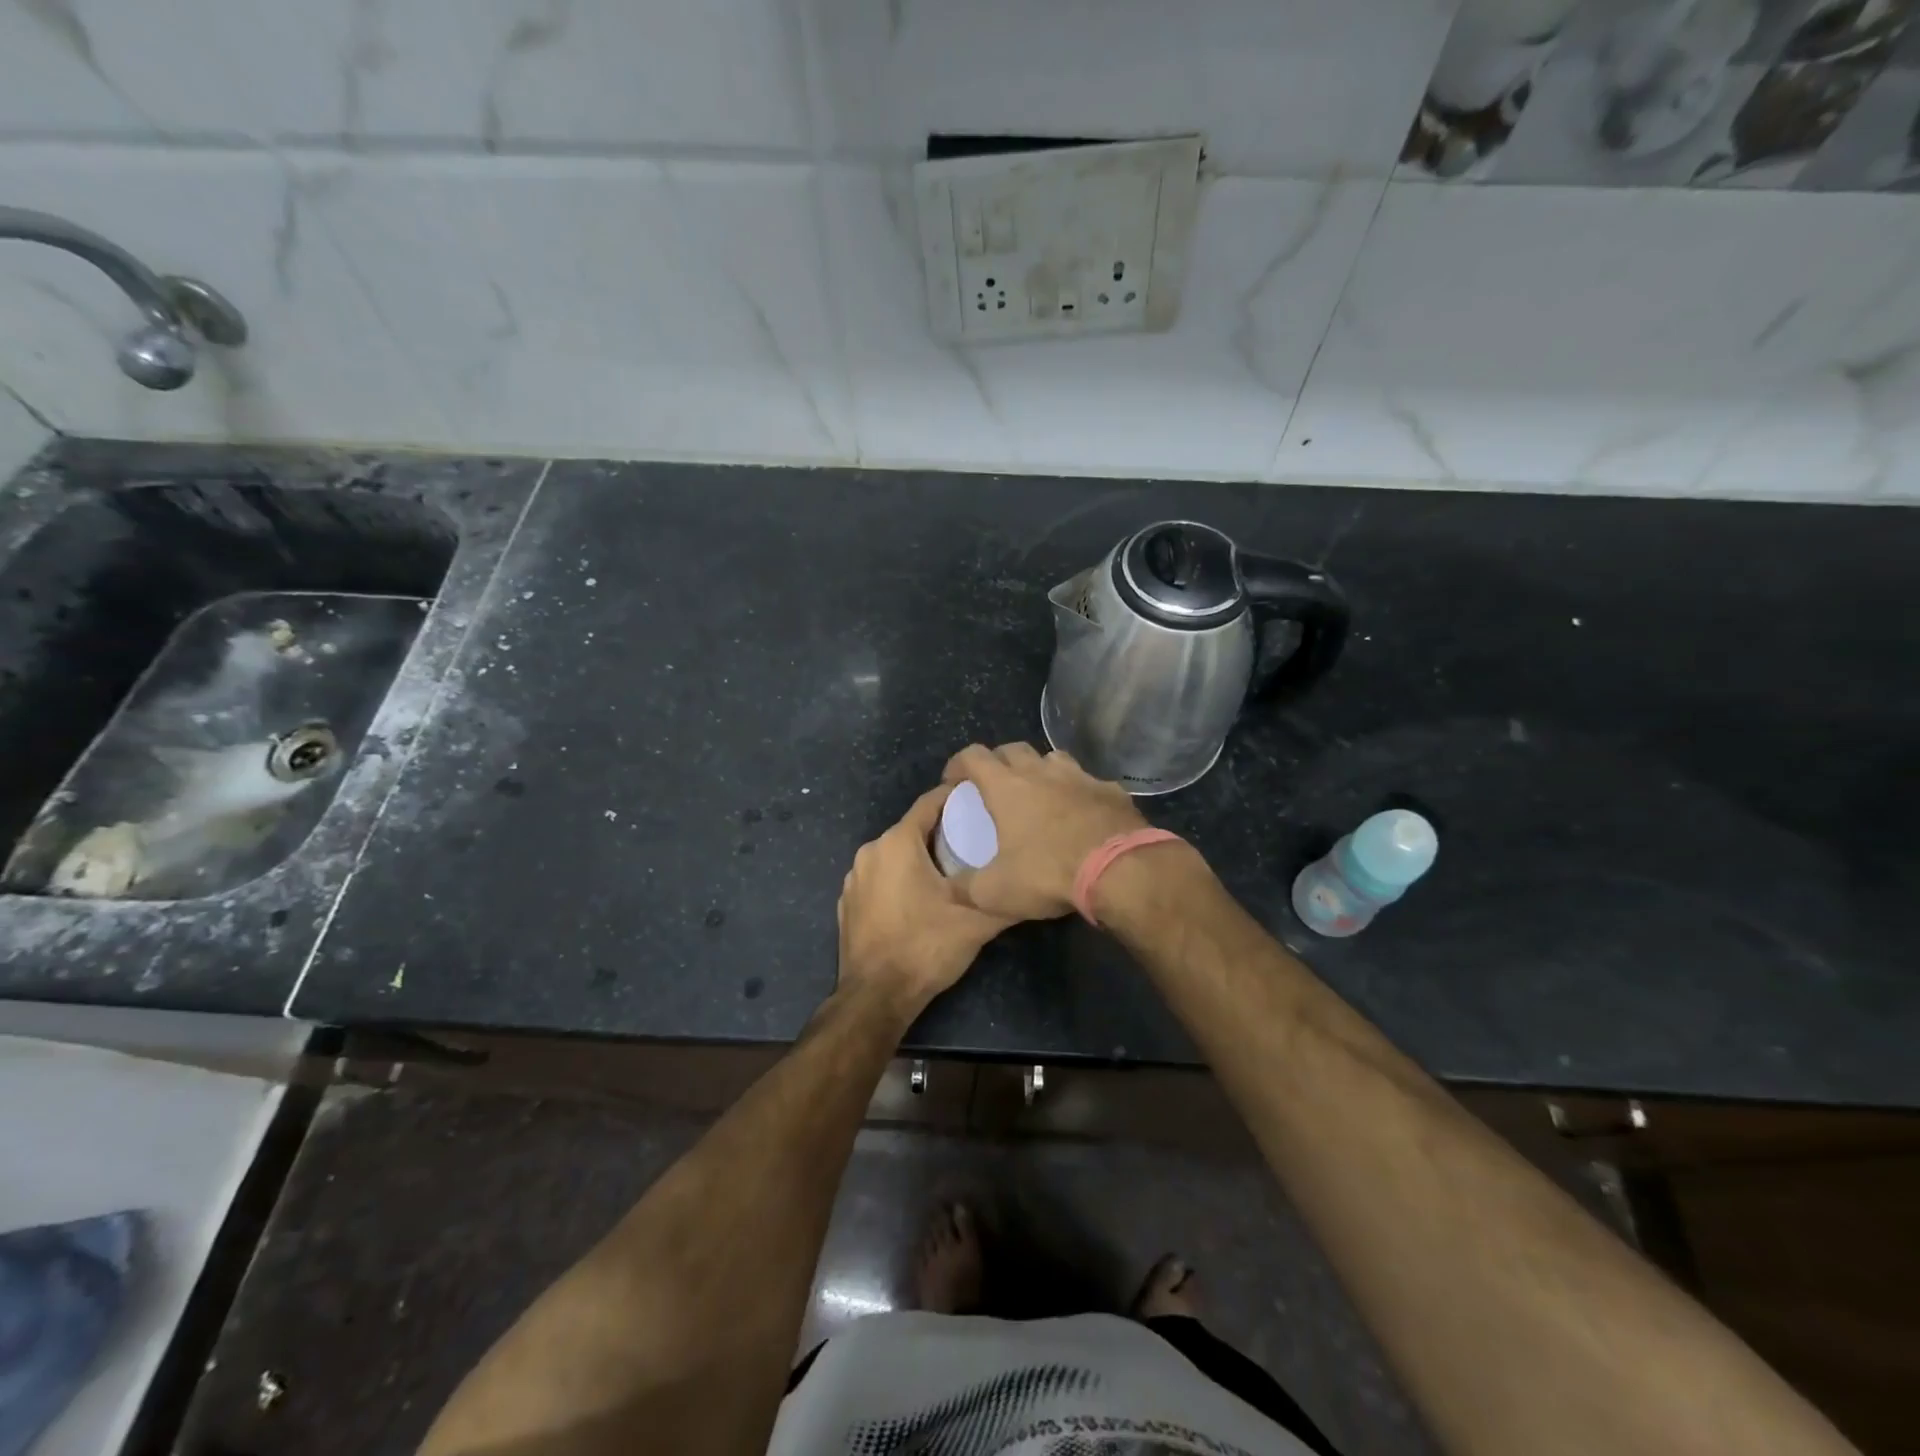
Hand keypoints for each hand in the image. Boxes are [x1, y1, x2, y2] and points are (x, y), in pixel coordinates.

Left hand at [836, 785, 1013, 1016]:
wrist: (876, 997)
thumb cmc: (925, 947)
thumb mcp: (976, 922)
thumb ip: (1005, 898)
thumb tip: (1031, 884)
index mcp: (896, 843)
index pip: (930, 803)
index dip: (956, 798)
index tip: (982, 802)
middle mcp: (870, 852)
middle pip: (912, 829)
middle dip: (942, 832)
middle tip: (976, 842)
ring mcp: (854, 878)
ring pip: (895, 855)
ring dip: (920, 858)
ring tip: (953, 871)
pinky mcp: (847, 903)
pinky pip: (879, 879)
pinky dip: (899, 880)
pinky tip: (920, 900)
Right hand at [942, 743, 1147, 921]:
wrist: (1120, 870)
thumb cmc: (1049, 873)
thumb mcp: (996, 892)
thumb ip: (966, 888)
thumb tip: (949, 889)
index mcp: (1007, 787)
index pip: (973, 756)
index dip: (958, 764)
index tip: (953, 781)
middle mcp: (1041, 772)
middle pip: (1012, 749)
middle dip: (998, 761)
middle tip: (994, 785)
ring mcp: (1080, 777)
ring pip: (1053, 758)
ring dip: (1040, 770)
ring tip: (1039, 793)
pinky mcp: (1111, 790)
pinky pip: (1089, 783)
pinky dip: (1079, 792)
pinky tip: (1083, 813)